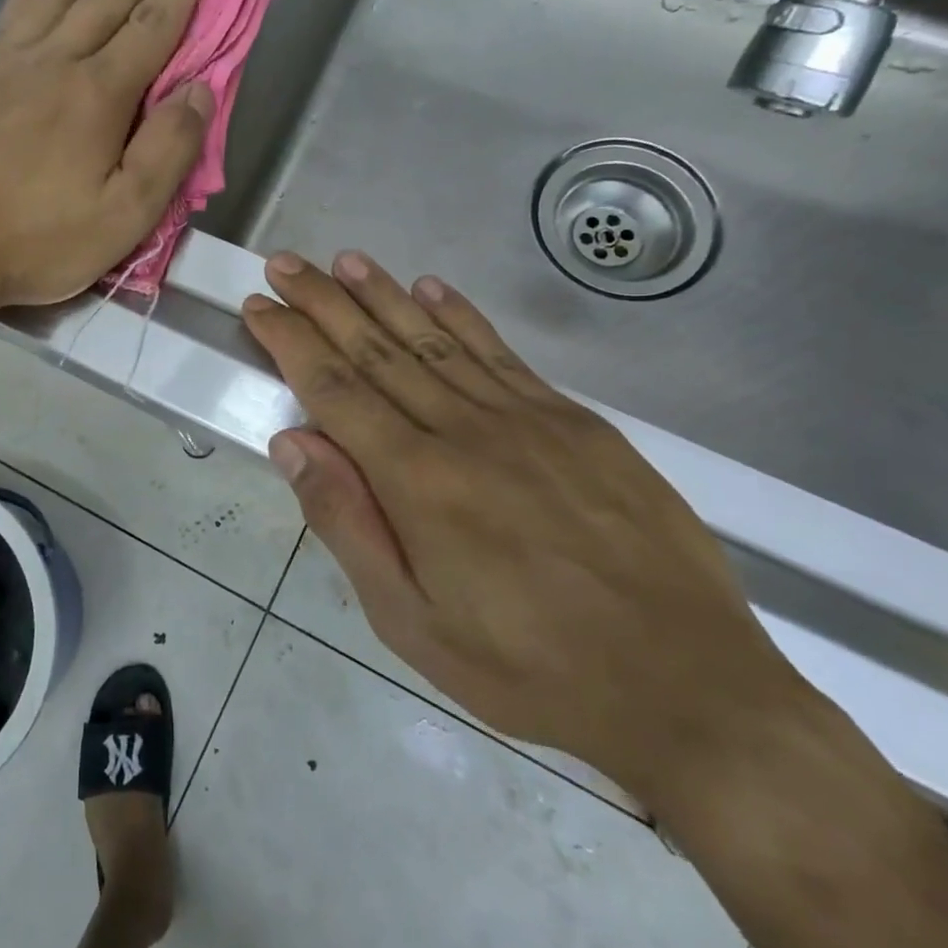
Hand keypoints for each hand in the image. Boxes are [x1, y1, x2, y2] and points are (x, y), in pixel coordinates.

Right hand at [241, 251, 804, 806]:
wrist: (688, 686)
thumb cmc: (528, 668)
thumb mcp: (412, 622)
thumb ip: (348, 523)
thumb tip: (293, 443)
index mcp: (418, 480)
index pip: (334, 389)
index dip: (290, 341)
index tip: (259, 306)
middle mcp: (465, 431)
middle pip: (377, 349)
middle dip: (323, 301)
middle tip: (284, 263)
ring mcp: (527, 418)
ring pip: (436, 339)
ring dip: (384, 294)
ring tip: (345, 261)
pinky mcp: (575, 422)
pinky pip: (502, 354)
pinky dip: (461, 316)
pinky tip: (433, 289)